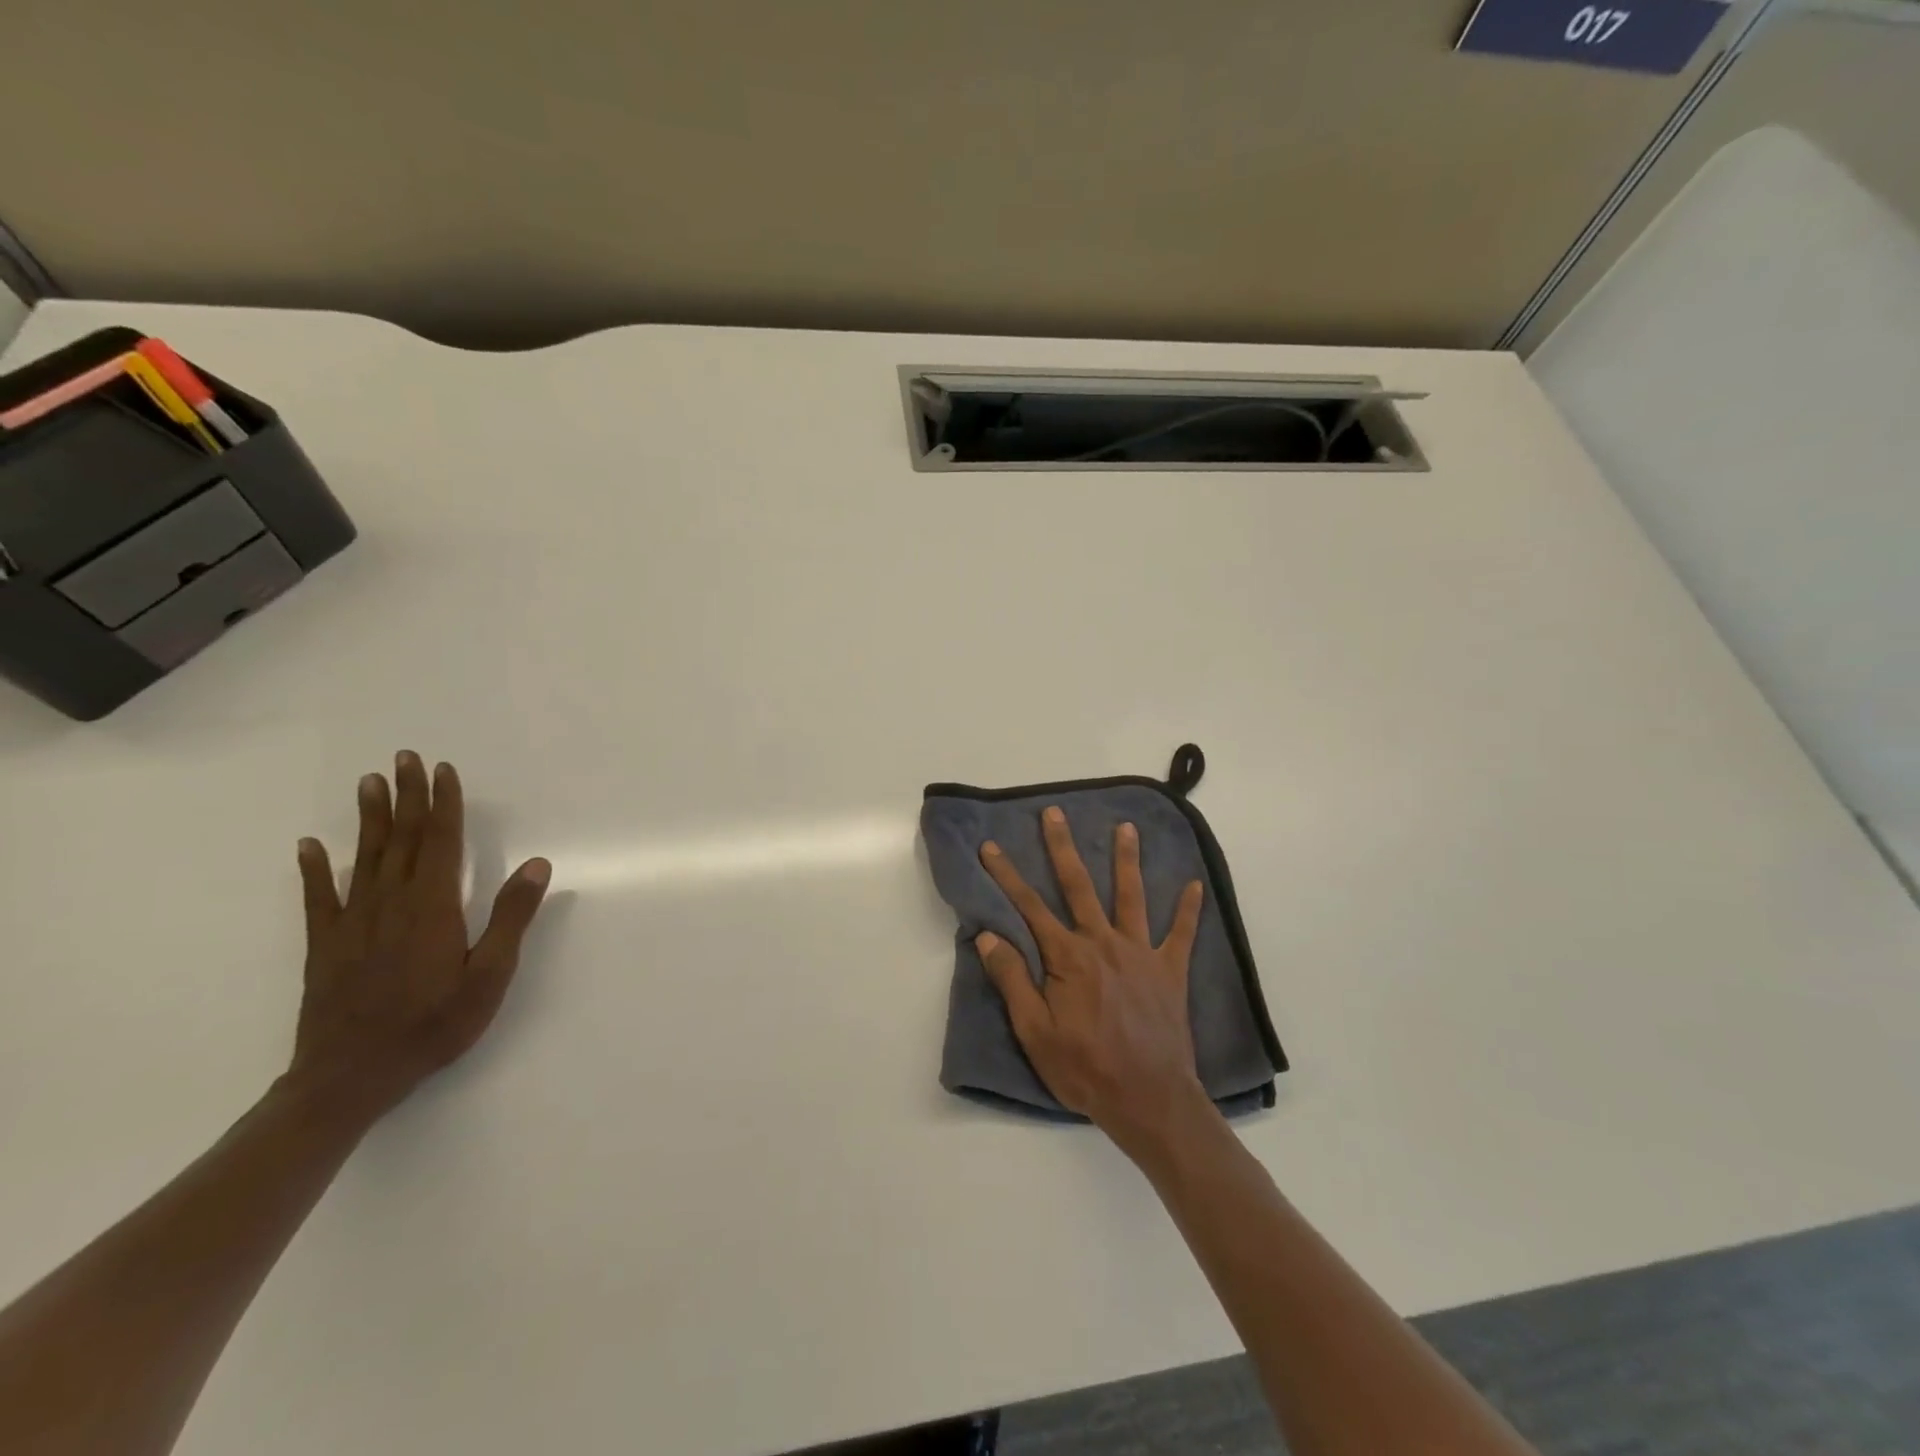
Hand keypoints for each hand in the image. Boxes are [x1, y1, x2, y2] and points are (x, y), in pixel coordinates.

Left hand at [290, 752, 551, 1120]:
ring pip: (365, 858)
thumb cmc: (432, 1026)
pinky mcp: (326, 945)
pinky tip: (311, 847)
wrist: (349, 1078)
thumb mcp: (489, 976)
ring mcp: (353, 923)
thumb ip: (511, 918)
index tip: (443, 770)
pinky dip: (315, 869)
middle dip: (407, 796)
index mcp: (433, 907)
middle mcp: (391, 904)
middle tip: (404, 757)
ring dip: (370, 819)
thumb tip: (538, 864)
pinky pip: (319, 898)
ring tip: (369, 783)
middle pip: (403, 839)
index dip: (443, 804)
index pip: (441, 842)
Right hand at [976, 806, 1212, 1152]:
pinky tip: (1195, 884)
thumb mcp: (1034, 1031)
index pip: (1029, 907)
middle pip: (1079, 886)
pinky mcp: (1170, 971)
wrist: (1149, 1099)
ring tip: (1126, 828)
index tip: (991, 847)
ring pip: (1131, 896)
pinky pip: (1181, 934)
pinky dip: (1188, 910)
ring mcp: (1140, 953)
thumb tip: (987, 936)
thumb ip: (1012, 980)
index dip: (1007, 875)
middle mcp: (1103, 942)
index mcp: (1067, 957)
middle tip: (1055, 814)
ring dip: (1127, 860)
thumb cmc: (1084, 1068)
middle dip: (1063, 848)